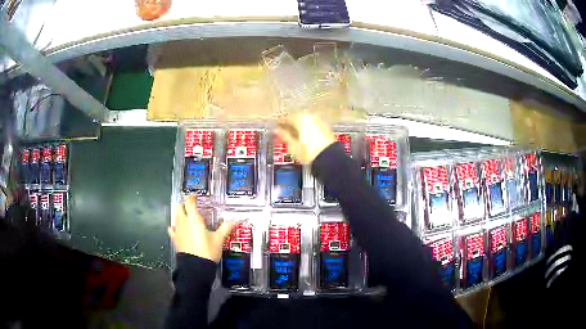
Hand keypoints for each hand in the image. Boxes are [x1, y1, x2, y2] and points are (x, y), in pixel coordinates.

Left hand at [168, 195, 237, 262]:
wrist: (196, 267)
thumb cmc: (208, 251)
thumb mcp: (219, 239)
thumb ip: (226, 228)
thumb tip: (236, 220)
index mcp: (194, 219)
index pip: (189, 202)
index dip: (191, 197)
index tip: (195, 196)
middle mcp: (183, 222)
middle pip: (178, 207)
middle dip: (183, 204)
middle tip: (190, 206)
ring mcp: (177, 231)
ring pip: (175, 217)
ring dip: (179, 214)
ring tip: (185, 216)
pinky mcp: (175, 240)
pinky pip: (172, 230)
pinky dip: (174, 227)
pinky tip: (177, 229)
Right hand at [275, 113, 335, 163]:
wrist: (329, 158)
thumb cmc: (310, 152)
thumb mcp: (293, 146)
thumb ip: (284, 136)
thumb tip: (276, 131)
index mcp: (301, 119)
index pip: (286, 117)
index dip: (280, 123)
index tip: (275, 127)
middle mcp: (310, 117)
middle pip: (296, 118)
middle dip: (289, 125)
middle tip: (283, 132)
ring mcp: (319, 121)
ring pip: (304, 121)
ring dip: (298, 127)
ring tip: (293, 135)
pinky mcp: (325, 128)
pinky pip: (312, 125)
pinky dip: (306, 129)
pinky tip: (304, 136)